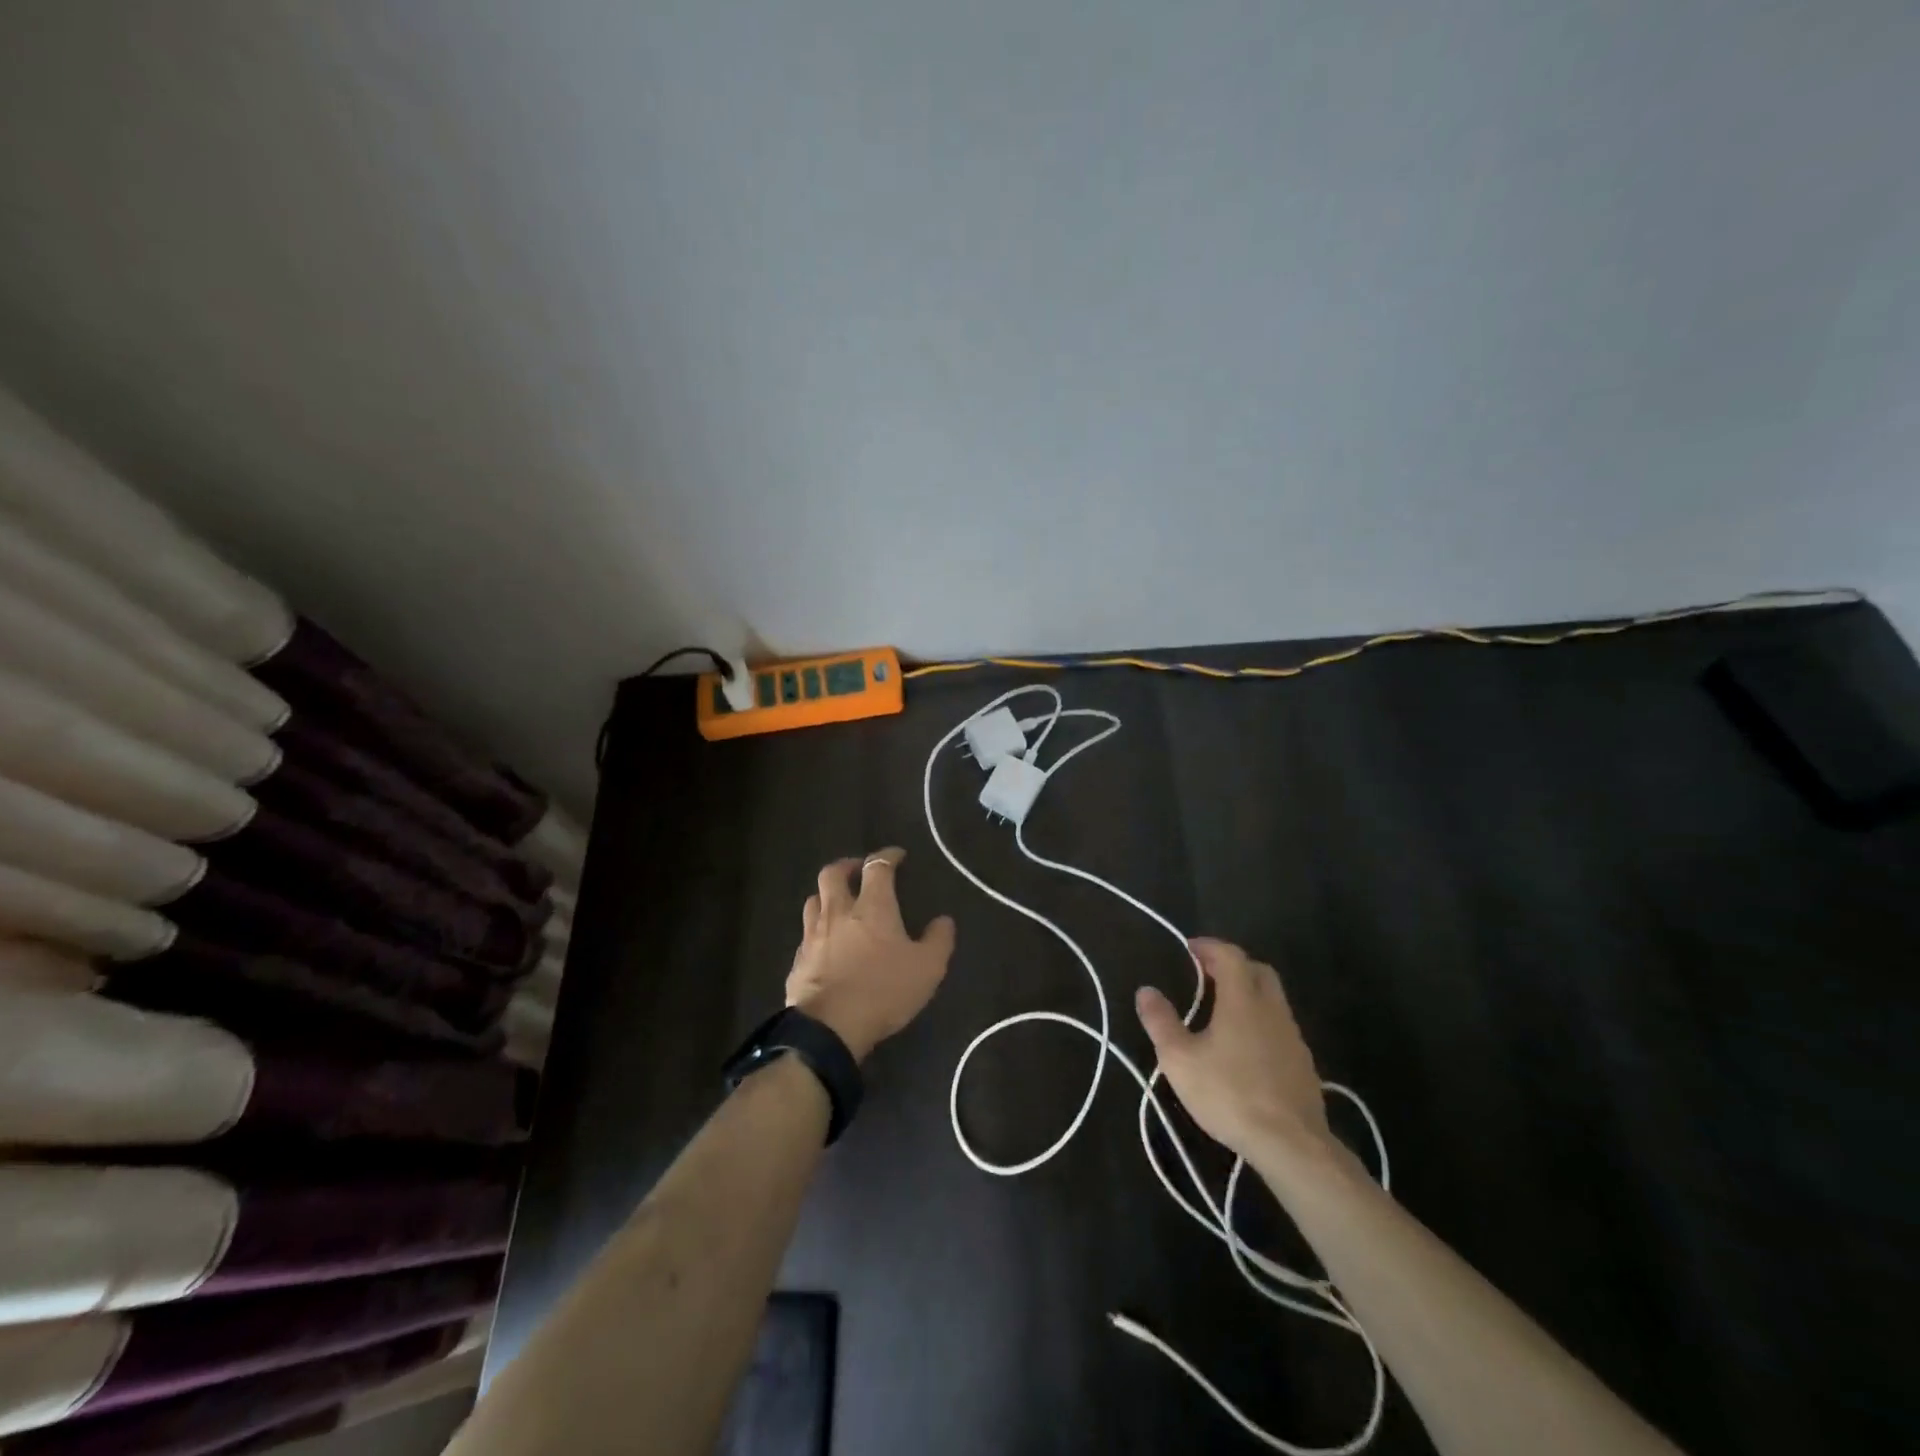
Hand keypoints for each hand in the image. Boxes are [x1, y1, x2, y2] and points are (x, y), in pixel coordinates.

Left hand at [785, 848, 956, 1061]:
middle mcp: (838, 912)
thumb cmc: (883, 990)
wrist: (830, 1027)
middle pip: (833, 873)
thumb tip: (944, 920)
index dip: (887, 856)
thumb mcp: (928, 968)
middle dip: (847, 865)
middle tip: (858, 870)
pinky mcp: (798, 960)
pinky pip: (806, 934)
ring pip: (813, 900)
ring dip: (826, 895)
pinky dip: (817, 929)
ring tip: (838, 902)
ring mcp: (813, 935)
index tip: (897, 856)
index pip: (878, 867)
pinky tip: (826, 943)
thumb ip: (938, 940)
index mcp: (872, 907)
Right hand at [1135, 938, 1332, 1161]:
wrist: (1291, 1144)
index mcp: (1242, 999)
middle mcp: (1272, 1009)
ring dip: (1250, 995)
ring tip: (1222, 1012)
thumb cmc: (1229, 1094)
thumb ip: (1161, 1022)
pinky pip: (1280, 1028)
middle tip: (1208, 975)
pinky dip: (1261, 1023)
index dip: (1209, 947)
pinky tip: (1246, 1049)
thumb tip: (1146, 991)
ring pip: (1273, 1000)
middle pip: (1259, 971)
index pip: (1230, 955)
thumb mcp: (1180, 1060)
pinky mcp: (1303, 1064)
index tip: (1190, 949)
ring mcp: (1293, 1037)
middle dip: (1234, 965)